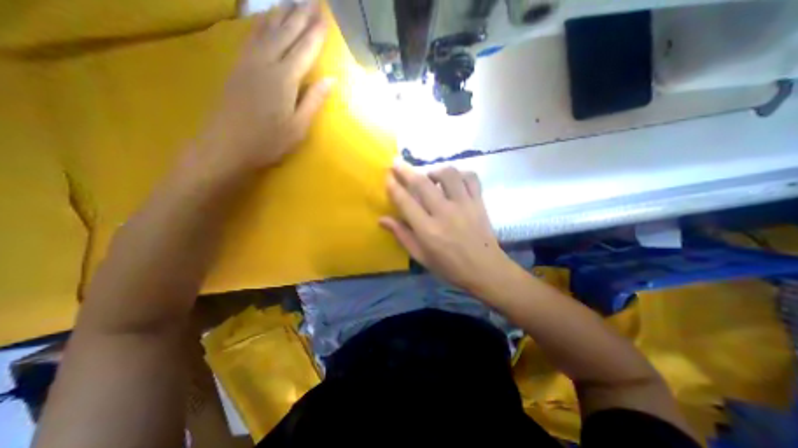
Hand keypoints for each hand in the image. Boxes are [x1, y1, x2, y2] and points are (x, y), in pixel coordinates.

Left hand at [189, 1, 329, 179]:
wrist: (227, 146)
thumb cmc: (269, 141)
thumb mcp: (299, 127)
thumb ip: (314, 101)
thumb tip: (331, 80)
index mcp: (284, 80)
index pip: (304, 50)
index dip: (315, 34)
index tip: (324, 17)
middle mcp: (266, 63)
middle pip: (286, 34)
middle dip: (300, 16)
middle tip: (312, 1)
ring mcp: (249, 63)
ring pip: (267, 31)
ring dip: (281, 15)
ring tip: (292, 2)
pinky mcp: (238, 67)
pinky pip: (251, 38)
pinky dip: (261, 25)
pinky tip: (266, 20)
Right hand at [380, 162, 510, 289]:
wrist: (485, 270)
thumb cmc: (450, 267)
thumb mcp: (421, 256)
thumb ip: (402, 235)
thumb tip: (382, 219)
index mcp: (427, 230)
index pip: (405, 201)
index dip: (393, 186)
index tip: (387, 176)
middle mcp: (444, 213)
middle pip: (422, 183)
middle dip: (406, 170)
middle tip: (397, 162)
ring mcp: (464, 205)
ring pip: (448, 174)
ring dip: (434, 170)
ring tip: (429, 175)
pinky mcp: (479, 202)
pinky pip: (471, 177)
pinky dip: (460, 173)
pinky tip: (454, 180)